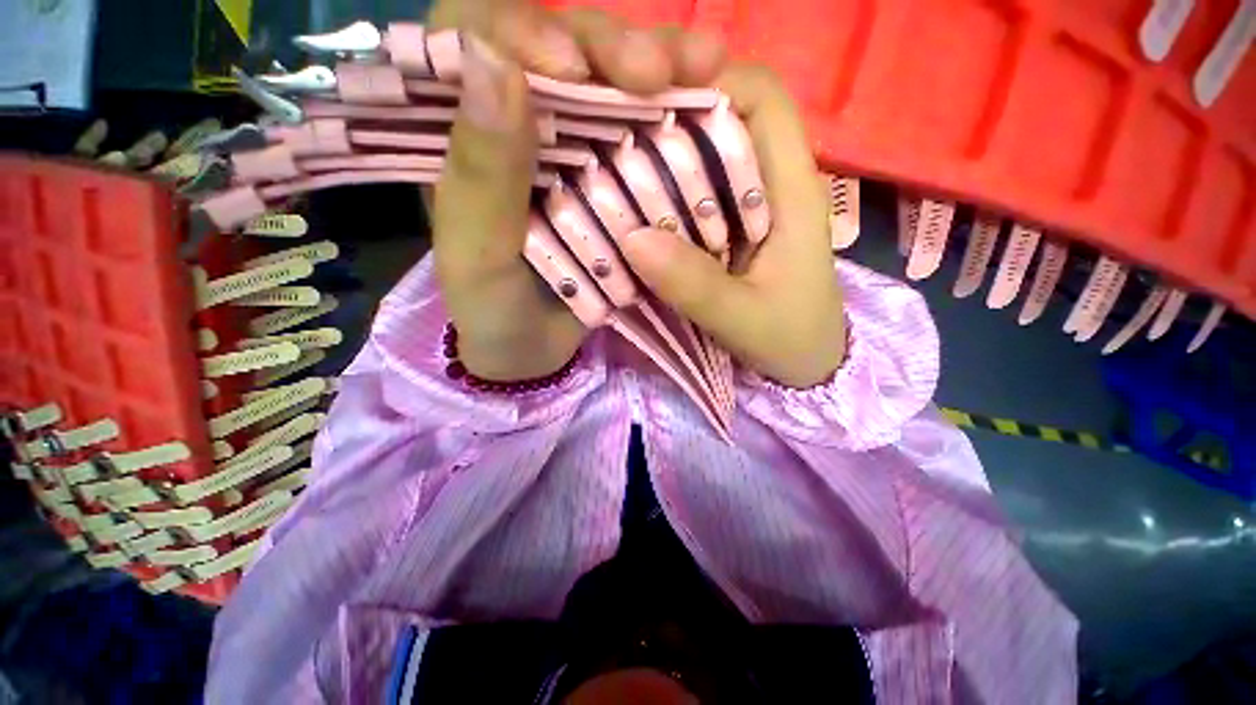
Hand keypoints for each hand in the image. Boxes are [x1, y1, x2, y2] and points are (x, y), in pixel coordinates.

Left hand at [428, 1, 725, 380]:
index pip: (476, 36)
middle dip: (607, 47)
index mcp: (464, 132)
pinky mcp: (613, 176)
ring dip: (656, 64)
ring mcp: (573, 147)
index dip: (523, 31)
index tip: (571, 69)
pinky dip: (676, 107)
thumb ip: (479, 174)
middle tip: (655, 71)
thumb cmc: (495, 310)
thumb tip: (490, 59)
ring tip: (704, 67)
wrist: (534, 348)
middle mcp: (519, 122)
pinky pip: (643, 127)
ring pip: (608, 79)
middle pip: (558, 46)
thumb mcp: (476, 255)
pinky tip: (710, 95)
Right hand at [617, 66, 846, 387]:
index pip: (761, 98)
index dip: (709, 81)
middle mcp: (770, 185)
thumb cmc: (791, 341)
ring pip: (701, 160)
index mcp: (791, 191)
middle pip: (722, 120)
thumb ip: (696, 286)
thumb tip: (633, 240)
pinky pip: (690, 200)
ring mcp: (746, 208)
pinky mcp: (728, 231)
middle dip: (669, 123)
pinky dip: (660, 201)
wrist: (805, 365)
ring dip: (657, 165)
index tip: (651, 103)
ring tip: (610, 179)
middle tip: (612, 145)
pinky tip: (630, 216)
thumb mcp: (746, 320)